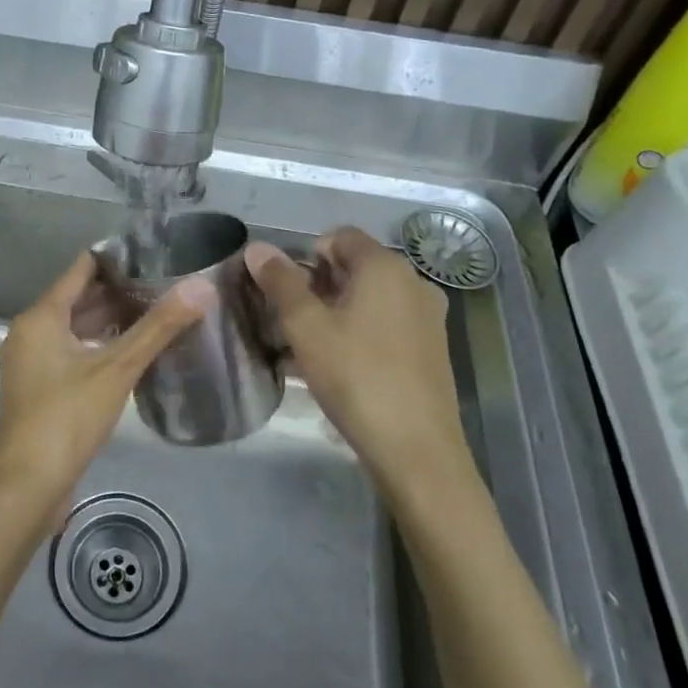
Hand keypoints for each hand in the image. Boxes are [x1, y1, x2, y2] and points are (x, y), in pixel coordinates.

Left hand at [0, 252, 211, 514]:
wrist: (27, 486)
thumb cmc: (67, 417)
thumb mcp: (117, 369)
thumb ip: (159, 327)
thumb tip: (201, 287)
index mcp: (40, 318)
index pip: (81, 270)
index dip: (115, 258)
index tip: (153, 253)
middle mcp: (30, 333)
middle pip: (77, 299)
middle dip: (118, 291)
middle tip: (164, 283)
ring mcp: (31, 363)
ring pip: (74, 328)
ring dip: (109, 320)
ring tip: (156, 313)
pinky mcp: (39, 389)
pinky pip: (71, 353)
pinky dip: (98, 346)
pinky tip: (131, 353)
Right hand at [245, 227, 474, 505]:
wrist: (416, 451)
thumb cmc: (356, 377)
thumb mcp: (306, 327)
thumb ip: (280, 282)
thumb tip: (257, 248)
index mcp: (385, 267)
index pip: (339, 236)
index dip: (307, 256)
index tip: (286, 292)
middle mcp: (413, 282)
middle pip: (355, 266)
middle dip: (318, 286)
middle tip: (290, 322)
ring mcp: (427, 317)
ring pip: (369, 299)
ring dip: (335, 313)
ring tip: (308, 349)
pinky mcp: (431, 350)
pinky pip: (386, 325)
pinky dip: (358, 333)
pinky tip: (337, 368)